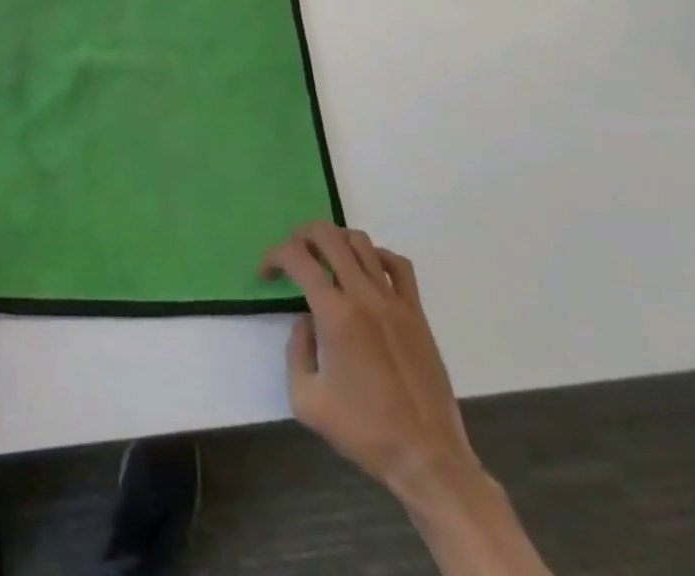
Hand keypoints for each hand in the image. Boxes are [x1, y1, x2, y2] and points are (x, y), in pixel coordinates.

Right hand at [261, 223, 479, 500]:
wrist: (427, 458)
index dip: (274, 256)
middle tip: (293, 257)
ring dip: (336, 242)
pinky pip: (397, 264)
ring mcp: (394, 300)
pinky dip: (376, 256)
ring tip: (326, 261)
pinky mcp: (417, 312)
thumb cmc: (365, 431)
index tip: (266, 274)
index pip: (296, 258)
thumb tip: (306, 322)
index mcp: (335, 314)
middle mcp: (364, 295)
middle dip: (301, 236)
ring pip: (361, 242)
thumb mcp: (306, 400)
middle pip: (328, 235)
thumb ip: (295, 351)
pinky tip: (366, 273)